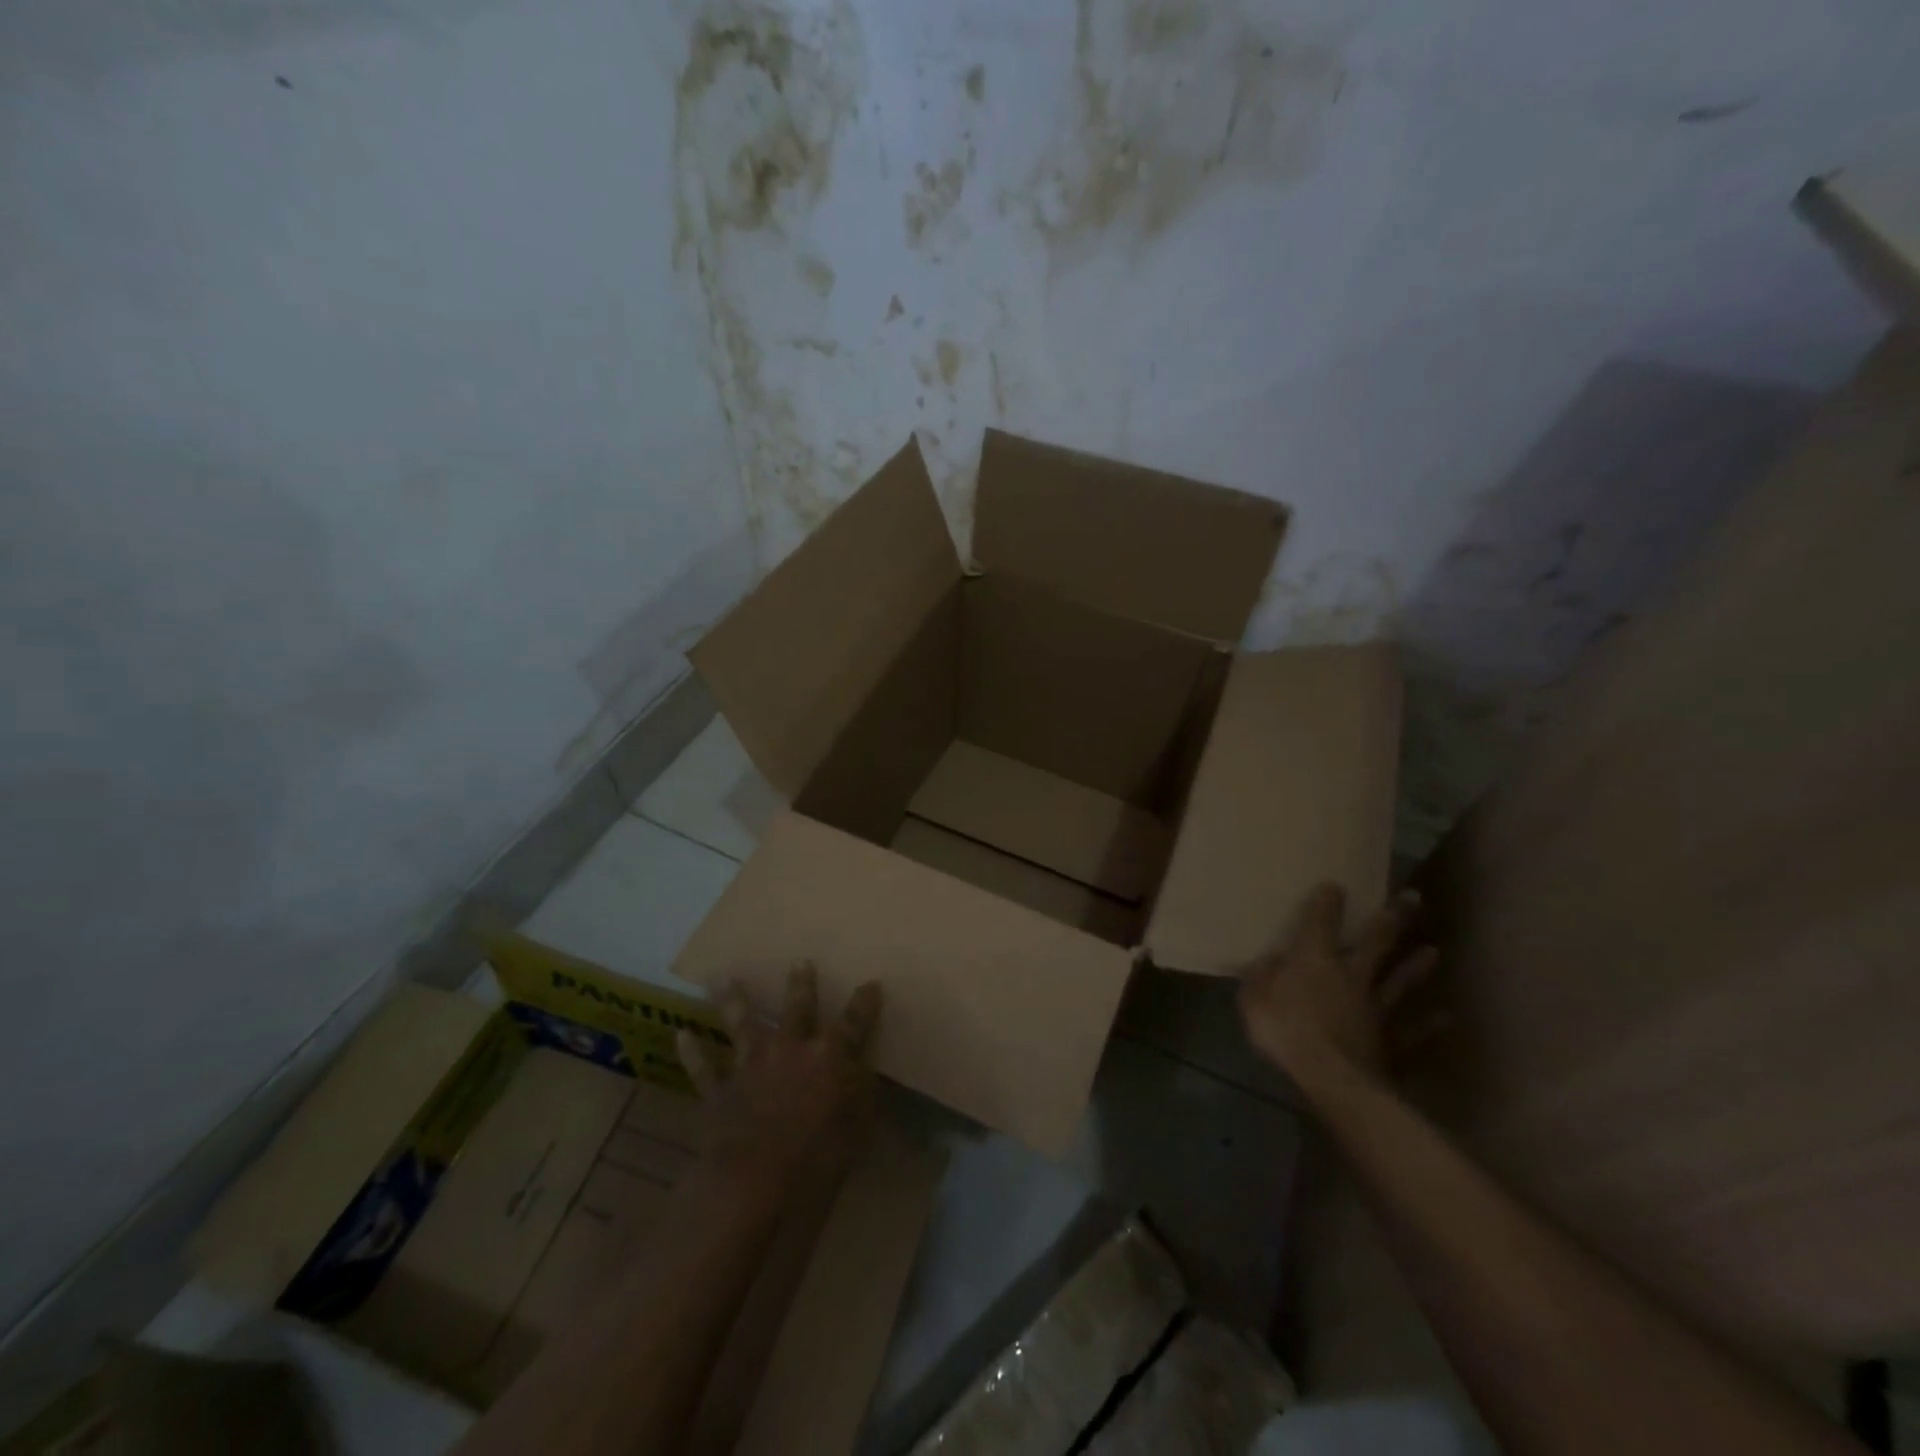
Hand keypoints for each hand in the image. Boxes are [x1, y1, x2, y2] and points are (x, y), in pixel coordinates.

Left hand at [675, 963, 881, 1185]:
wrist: (753, 1179)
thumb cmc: (816, 1159)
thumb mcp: (857, 1130)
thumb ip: (862, 1097)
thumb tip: (865, 1073)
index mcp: (829, 1057)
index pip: (854, 1023)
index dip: (864, 1004)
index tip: (871, 983)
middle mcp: (791, 1049)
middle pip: (798, 1008)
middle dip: (802, 984)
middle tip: (800, 960)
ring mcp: (752, 1065)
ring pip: (742, 1023)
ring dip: (733, 999)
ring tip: (723, 977)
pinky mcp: (721, 1089)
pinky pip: (703, 1067)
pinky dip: (692, 1051)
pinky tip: (682, 1034)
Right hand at [1238, 883, 1440, 1097]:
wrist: (1331, 1077)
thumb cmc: (1284, 1031)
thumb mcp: (1253, 999)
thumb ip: (1260, 976)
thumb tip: (1270, 958)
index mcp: (1315, 960)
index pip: (1320, 923)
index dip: (1327, 902)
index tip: (1335, 884)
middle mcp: (1351, 975)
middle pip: (1376, 942)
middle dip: (1392, 919)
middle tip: (1412, 897)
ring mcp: (1377, 1008)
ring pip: (1400, 981)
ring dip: (1416, 966)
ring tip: (1433, 950)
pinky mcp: (1393, 1041)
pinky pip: (1414, 1032)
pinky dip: (1431, 1025)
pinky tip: (1448, 1018)